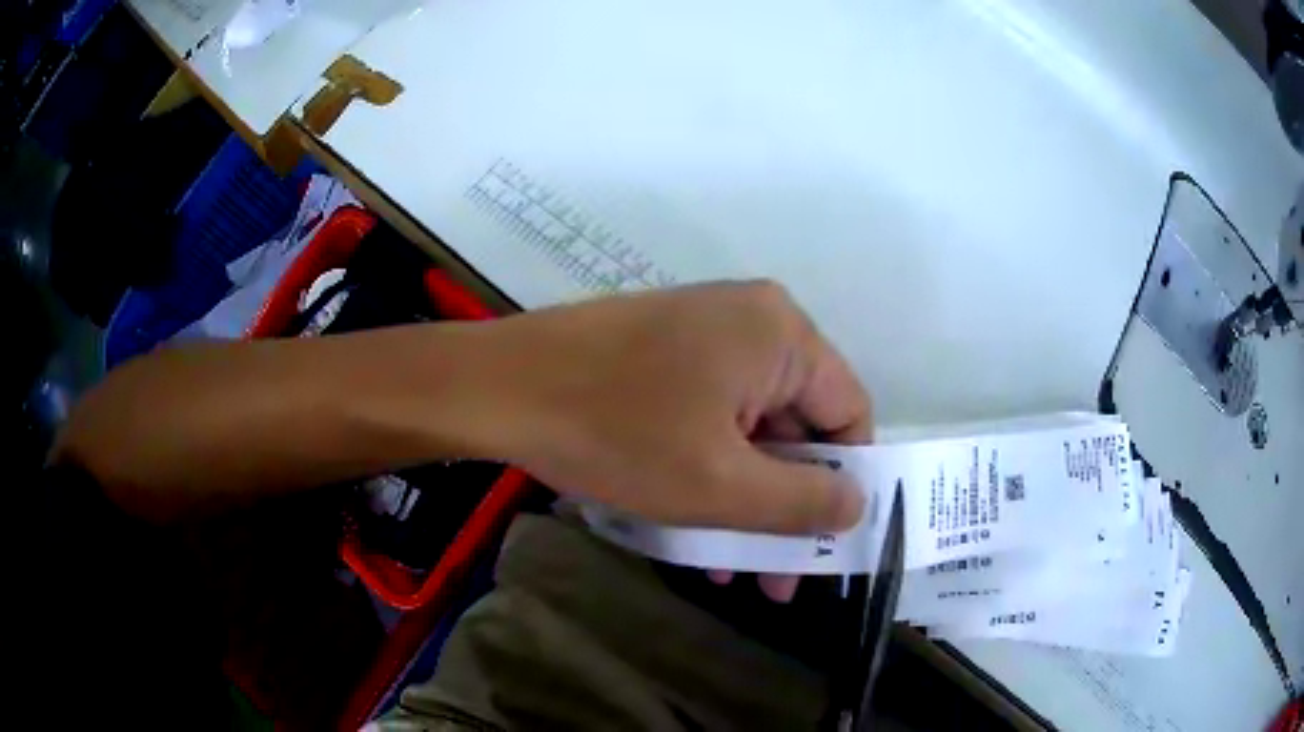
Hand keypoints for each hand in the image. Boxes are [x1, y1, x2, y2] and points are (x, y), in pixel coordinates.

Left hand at [485, 280, 872, 533]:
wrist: (497, 387)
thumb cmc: (615, 432)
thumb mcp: (721, 485)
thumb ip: (803, 503)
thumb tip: (858, 504)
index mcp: (781, 334)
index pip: (849, 414)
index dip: (843, 485)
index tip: (822, 548)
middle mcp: (752, 320)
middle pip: (798, 425)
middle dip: (785, 506)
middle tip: (772, 577)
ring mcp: (703, 332)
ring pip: (750, 429)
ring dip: (744, 499)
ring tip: (727, 566)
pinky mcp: (665, 350)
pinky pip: (710, 416)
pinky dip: (710, 470)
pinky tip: (692, 525)